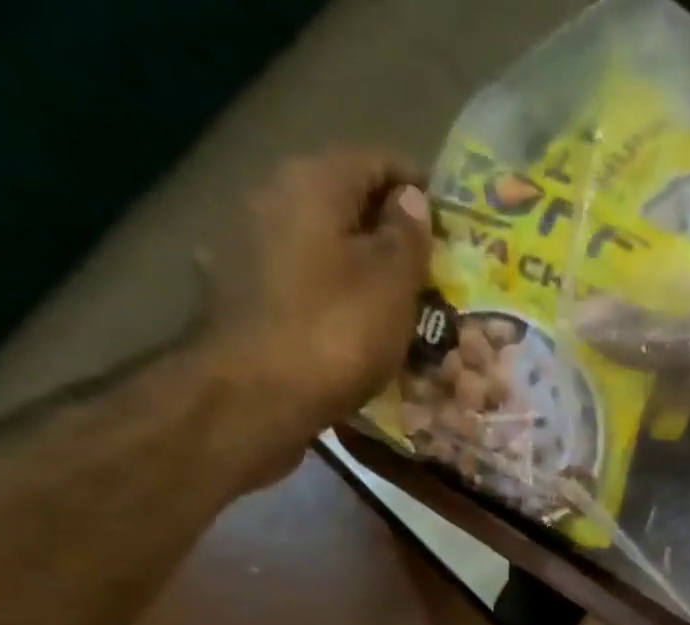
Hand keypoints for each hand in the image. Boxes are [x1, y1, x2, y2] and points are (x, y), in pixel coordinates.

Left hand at [201, 149, 432, 441]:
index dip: (417, 189)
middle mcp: (272, 199)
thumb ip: (407, 237)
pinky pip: (300, 288)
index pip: (376, 161)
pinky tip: (350, 333)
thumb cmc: (335, 334)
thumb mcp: (392, 285)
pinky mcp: (240, 299)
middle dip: (387, 236)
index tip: (448, 228)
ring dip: (358, 273)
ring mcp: (248, 249)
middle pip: (343, 205)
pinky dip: (329, 302)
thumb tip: (411, 199)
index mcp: (313, 183)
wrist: (252, 399)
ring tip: (394, 311)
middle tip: (426, 276)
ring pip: (320, 249)